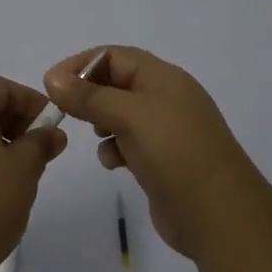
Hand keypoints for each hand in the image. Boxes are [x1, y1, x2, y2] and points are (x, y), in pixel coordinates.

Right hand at [44, 46, 264, 259]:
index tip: (52, 84)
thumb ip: (90, 97)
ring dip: (101, 121)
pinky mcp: (162, 161)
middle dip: (89, 94)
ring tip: (95, 135)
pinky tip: (113, 163)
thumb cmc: (175, 153)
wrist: (219, 215)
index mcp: (164, 78)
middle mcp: (166, 98)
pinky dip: (115, 148)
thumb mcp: (130, 116)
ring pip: (121, 114)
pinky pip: (129, 143)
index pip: (115, 56)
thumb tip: (52, 78)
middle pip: (117, 83)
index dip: (82, 64)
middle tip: (64, 110)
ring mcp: (166, 131)